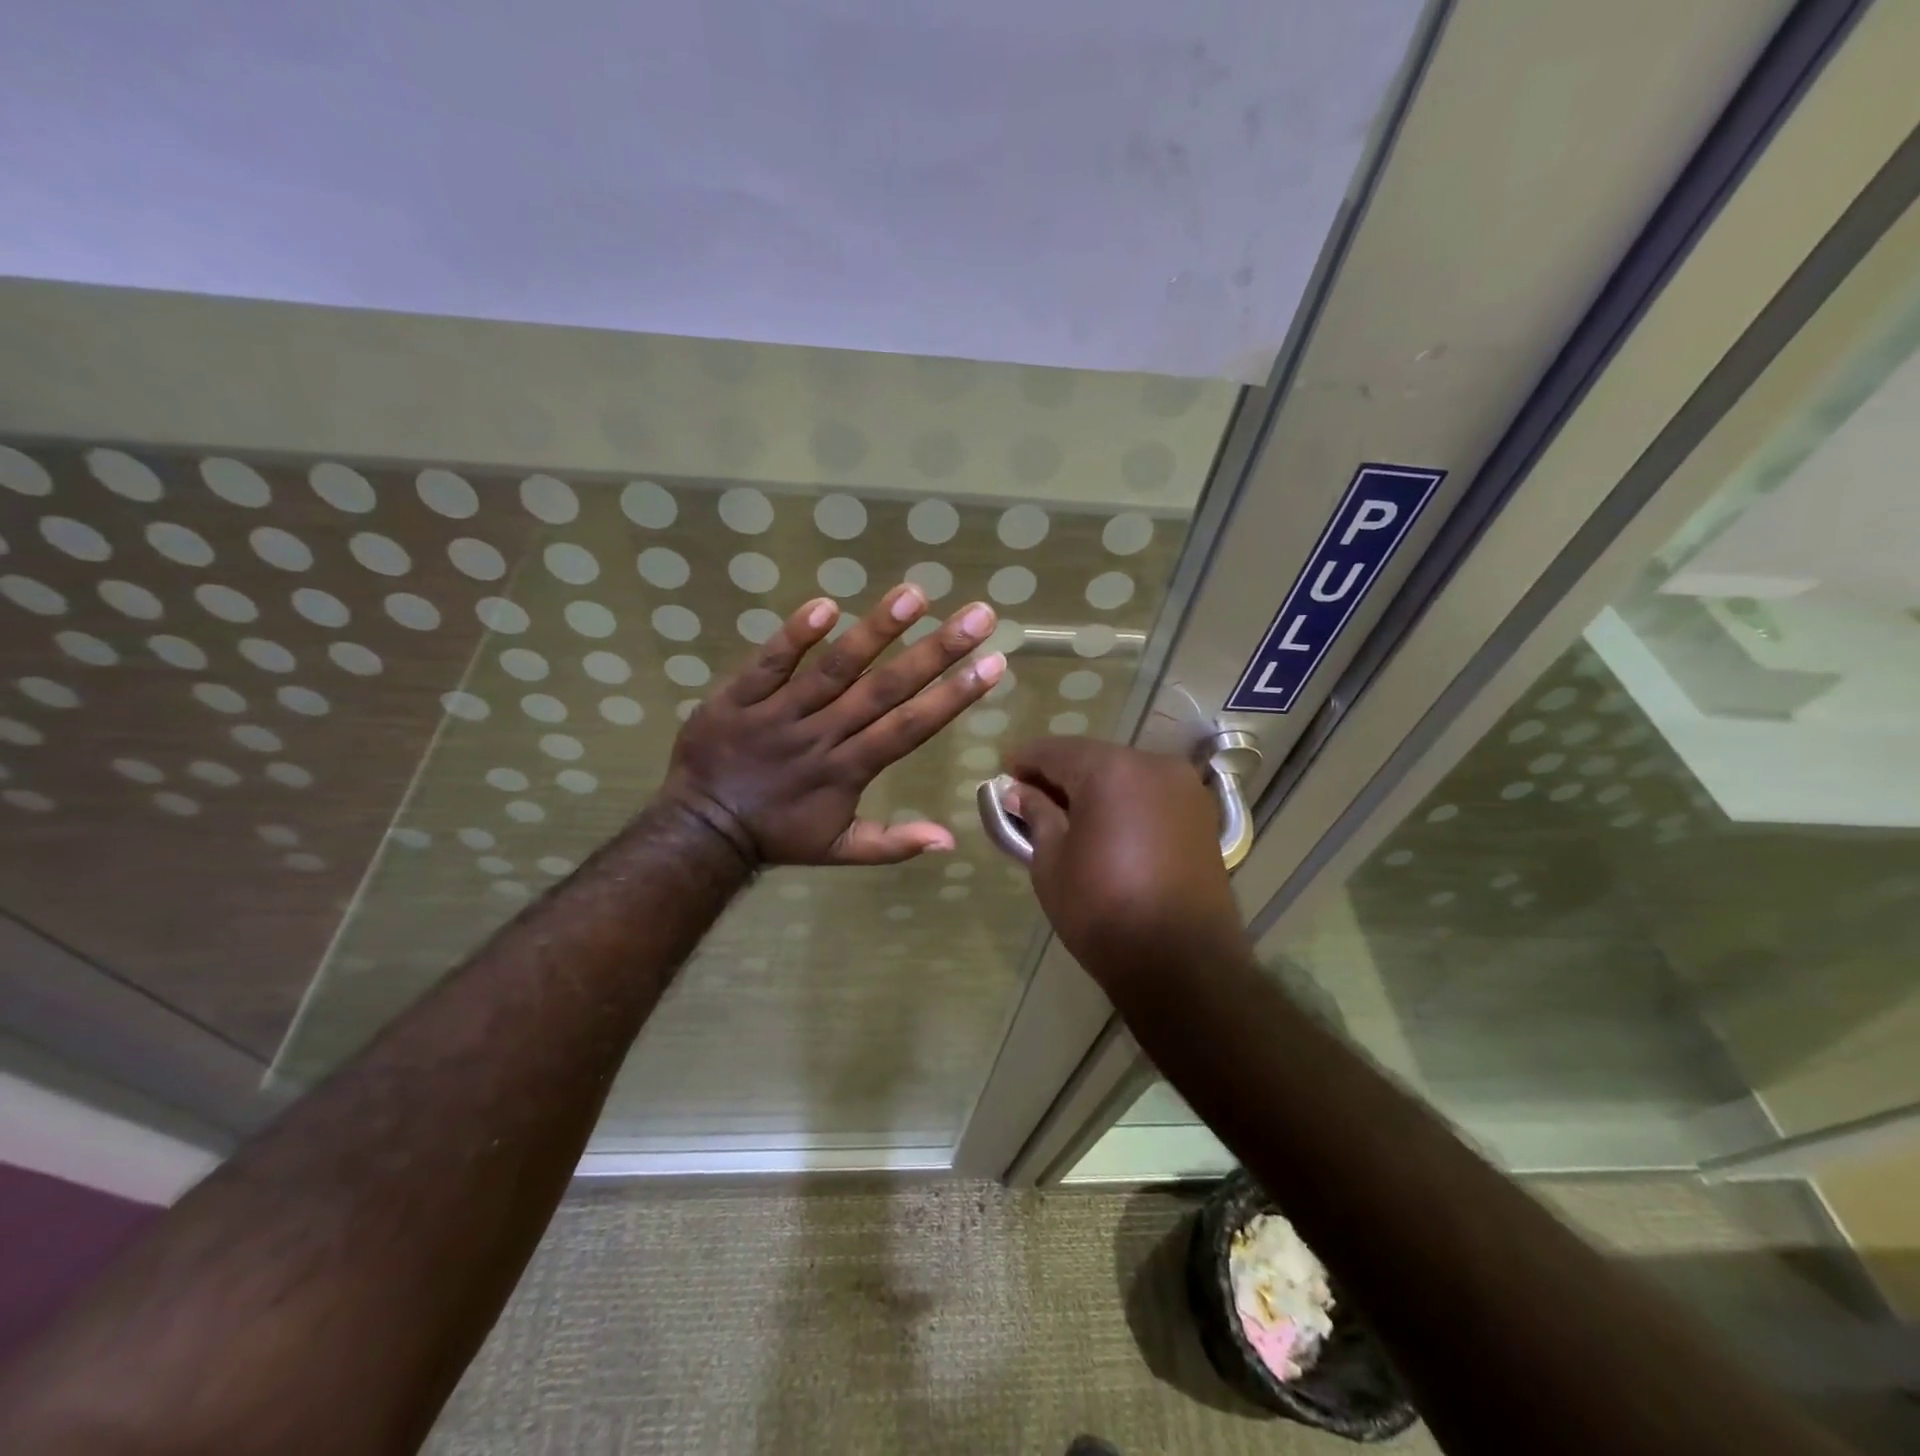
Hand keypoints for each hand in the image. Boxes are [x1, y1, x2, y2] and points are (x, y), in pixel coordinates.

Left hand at [658, 582, 1002, 866]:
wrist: (701, 829)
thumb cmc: (778, 835)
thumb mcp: (839, 850)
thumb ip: (894, 843)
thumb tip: (950, 839)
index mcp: (849, 769)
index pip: (910, 727)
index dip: (953, 695)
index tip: (993, 662)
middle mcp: (823, 734)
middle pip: (884, 689)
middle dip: (935, 652)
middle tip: (976, 615)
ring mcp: (779, 713)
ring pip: (834, 668)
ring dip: (875, 631)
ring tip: (914, 595)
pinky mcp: (739, 697)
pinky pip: (769, 664)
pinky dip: (794, 637)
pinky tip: (825, 606)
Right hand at [1001, 737, 1246, 984]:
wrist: (1181, 963)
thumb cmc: (1103, 910)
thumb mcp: (1052, 862)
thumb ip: (1036, 815)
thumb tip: (1020, 792)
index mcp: (1111, 769)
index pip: (1056, 750)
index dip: (1025, 760)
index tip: (1003, 772)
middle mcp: (1153, 765)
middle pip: (1093, 758)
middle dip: (1059, 773)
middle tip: (1028, 795)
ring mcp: (1184, 789)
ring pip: (1124, 774)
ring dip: (1093, 786)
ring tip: (1064, 813)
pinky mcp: (1201, 816)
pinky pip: (1149, 794)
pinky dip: (1123, 801)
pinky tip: (1103, 824)